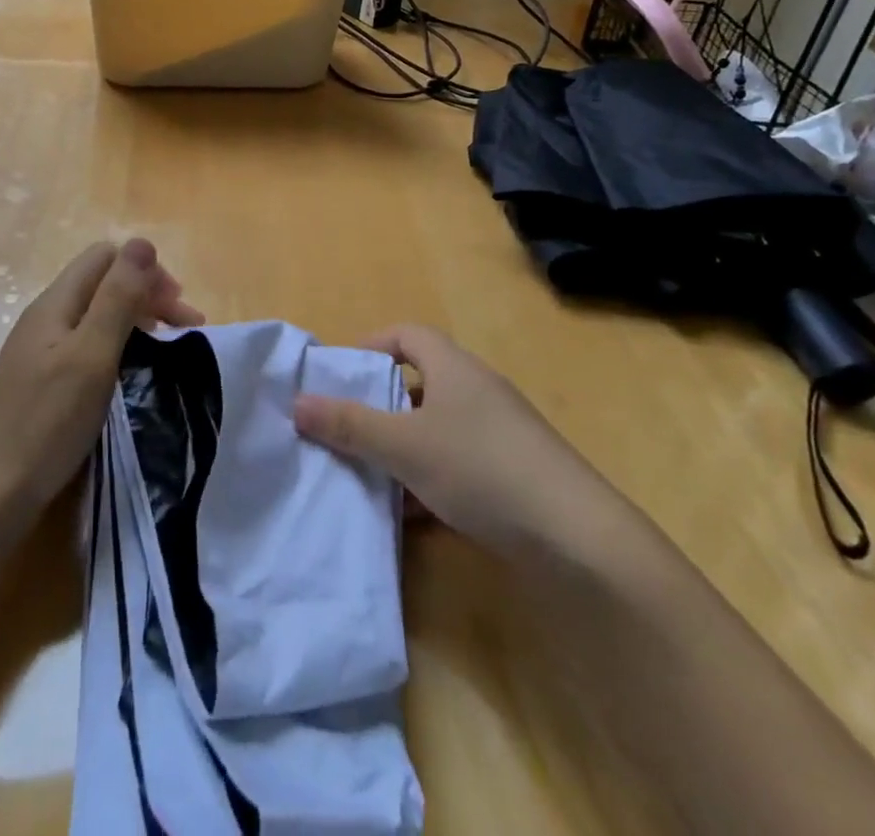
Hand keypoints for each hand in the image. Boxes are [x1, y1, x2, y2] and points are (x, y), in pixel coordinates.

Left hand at [0, 240, 202, 510]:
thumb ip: (118, 297)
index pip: (105, 257)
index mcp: (55, 303)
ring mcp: (41, 350)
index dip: (145, 271)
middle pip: (102, 283)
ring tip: (169, 348)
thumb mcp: (92, 353)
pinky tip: (131, 372)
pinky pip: (87, 344)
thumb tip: (142, 243)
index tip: (177, 308)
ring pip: (97, 314)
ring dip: (137, 321)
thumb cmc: (48, 420)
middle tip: (186, 328)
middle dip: (147, 295)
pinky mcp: (42, 380)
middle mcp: (46, 317)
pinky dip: (118, 346)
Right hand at [293, 325, 565, 554]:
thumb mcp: (405, 446)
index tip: (339, 377)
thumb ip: (349, 425)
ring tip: (366, 477)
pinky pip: (457, 466)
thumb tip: (296, 403)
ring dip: (401, 450)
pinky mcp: (512, 476)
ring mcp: (499, 435)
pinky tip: (410, 518)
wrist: (578, 539)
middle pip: (418, 384)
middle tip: (343, 430)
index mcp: (454, 368)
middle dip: (378, 406)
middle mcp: (477, 392)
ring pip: (435, 430)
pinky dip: (429, 482)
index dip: (370, 347)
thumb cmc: (481, 469)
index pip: (406, 334)